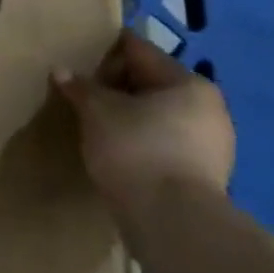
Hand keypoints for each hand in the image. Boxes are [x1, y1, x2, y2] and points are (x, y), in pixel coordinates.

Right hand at [50, 29, 234, 220]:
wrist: (172, 222)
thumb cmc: (136, 149)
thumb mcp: (97, 111)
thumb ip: (80, 87)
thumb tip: (61, 71)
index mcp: (187, 82)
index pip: (139, 50)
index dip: (105, 50)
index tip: (78, 54)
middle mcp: (208, 107)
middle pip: (151, 82)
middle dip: (116, 85)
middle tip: (82, 91)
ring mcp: (212, 144)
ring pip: (159, 114)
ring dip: (130, 114)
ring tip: (95, 122)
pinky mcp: (205, 174)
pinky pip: (165, 141)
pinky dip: (142, 139)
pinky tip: (117, 149)